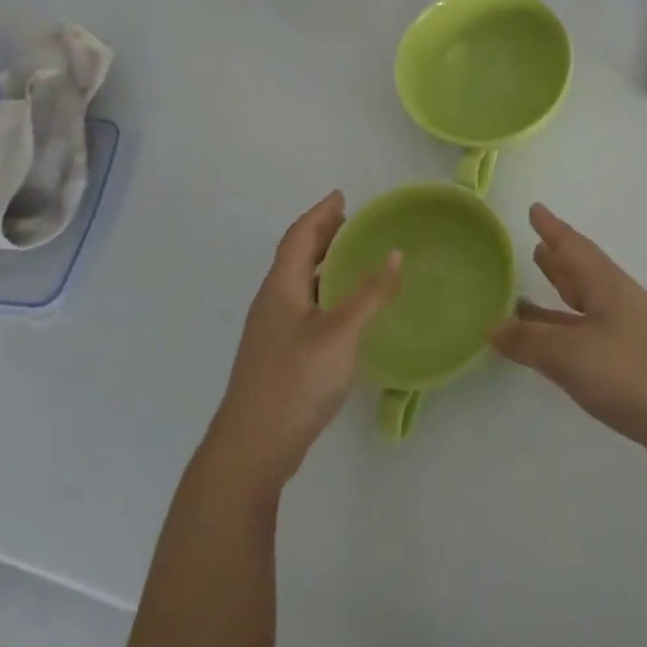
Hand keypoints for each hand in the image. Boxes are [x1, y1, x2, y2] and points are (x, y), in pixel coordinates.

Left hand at [204, 192, 400, 498]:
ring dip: (324, 263)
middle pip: (296, 256)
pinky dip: (325, 292)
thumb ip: (370, 294)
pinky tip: (344, 309)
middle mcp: (272, 302)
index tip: (342, 196)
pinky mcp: (278, 354)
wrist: (252, 449)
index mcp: (281, 288)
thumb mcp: (341, 334)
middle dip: (323, 235)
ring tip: (355, 258)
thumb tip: (395, 253)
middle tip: (354, 222)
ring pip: (299, 283)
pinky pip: (304, 306)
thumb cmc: (295, 382)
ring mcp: (272, 331)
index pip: (299, 236)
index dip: (320, 214)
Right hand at [491, 203, 646, 471]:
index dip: (552, 228)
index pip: (574, 247)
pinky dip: (562, 333)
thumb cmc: (632, 374)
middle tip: (533, 245)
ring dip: (557, 297)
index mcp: (606, 286)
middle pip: (581, 273)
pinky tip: (548, 347)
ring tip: (523, 296)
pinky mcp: (628, 365)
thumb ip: (529, 340)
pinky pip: (585, 336)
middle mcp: (617, 303)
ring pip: (582, 306)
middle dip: (557, 260)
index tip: (535, 209)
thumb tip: (493, 326)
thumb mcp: (571, 354)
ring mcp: (625, 335)